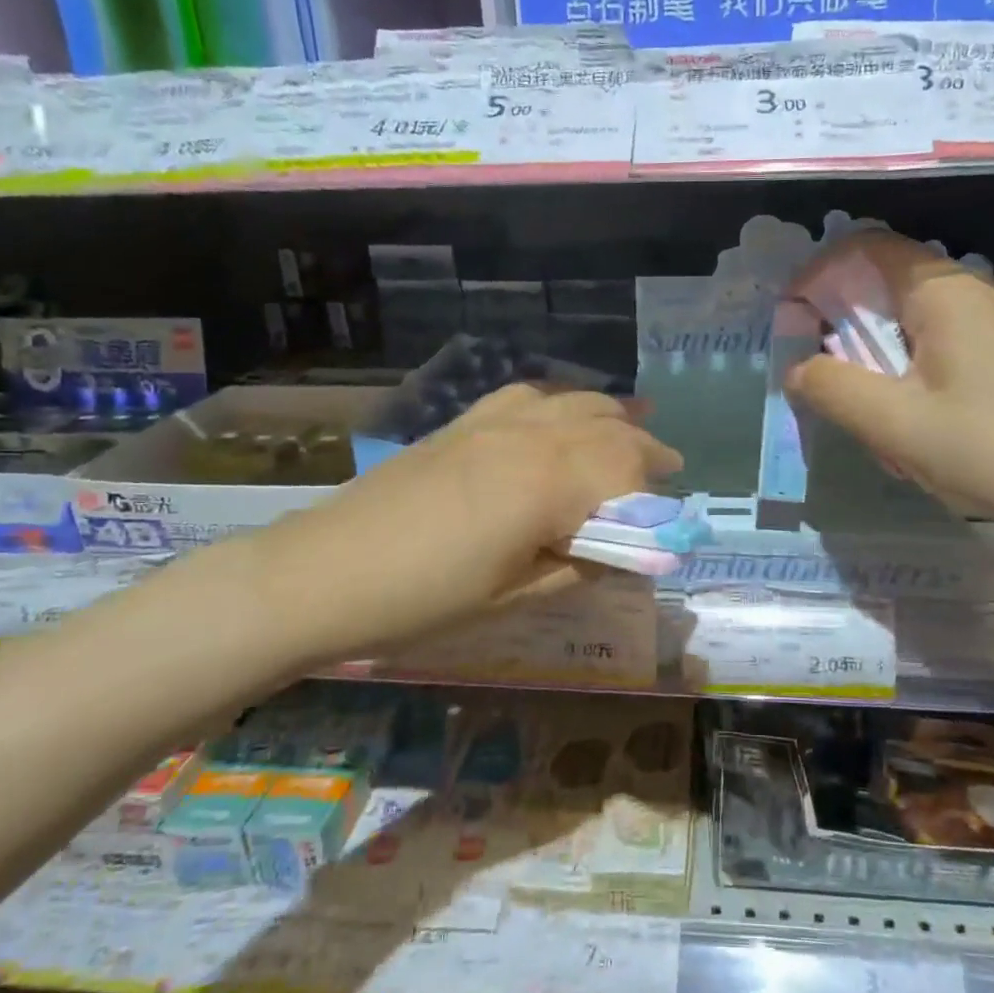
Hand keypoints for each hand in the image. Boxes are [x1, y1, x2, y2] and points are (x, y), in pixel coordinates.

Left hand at [241, 384, 682, 670]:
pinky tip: (563, 410)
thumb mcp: (514, 596)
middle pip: (607, 427)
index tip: (670, 514)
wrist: (323, 573)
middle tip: (668, 465)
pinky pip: (527, 394)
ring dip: (609, 412)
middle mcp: (530, 436)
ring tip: (634, 421)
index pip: (626, 471)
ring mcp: (493, 422)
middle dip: (643, 446)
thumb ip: (579, 566)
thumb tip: (622, 553)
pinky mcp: (463, 423)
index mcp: (549, 482)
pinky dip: (560, 399)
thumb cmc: (424, 598)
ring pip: (571, 401)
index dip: (654, 492)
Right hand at [785, 231, 993, 537]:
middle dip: (839, 319)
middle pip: (882, 279)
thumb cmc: (989, 448)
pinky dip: (899, 365)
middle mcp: (966, 291)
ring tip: (859, 400)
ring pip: (904, 314)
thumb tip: (796, 369)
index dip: (817, 275)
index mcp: (941, 290)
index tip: (792, 322)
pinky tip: (903, 415)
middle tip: (819, 370)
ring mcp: (987, 321)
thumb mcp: (894, 423)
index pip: (864, 247)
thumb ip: (832, 389)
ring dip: (869, 349)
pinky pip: (930, 340)